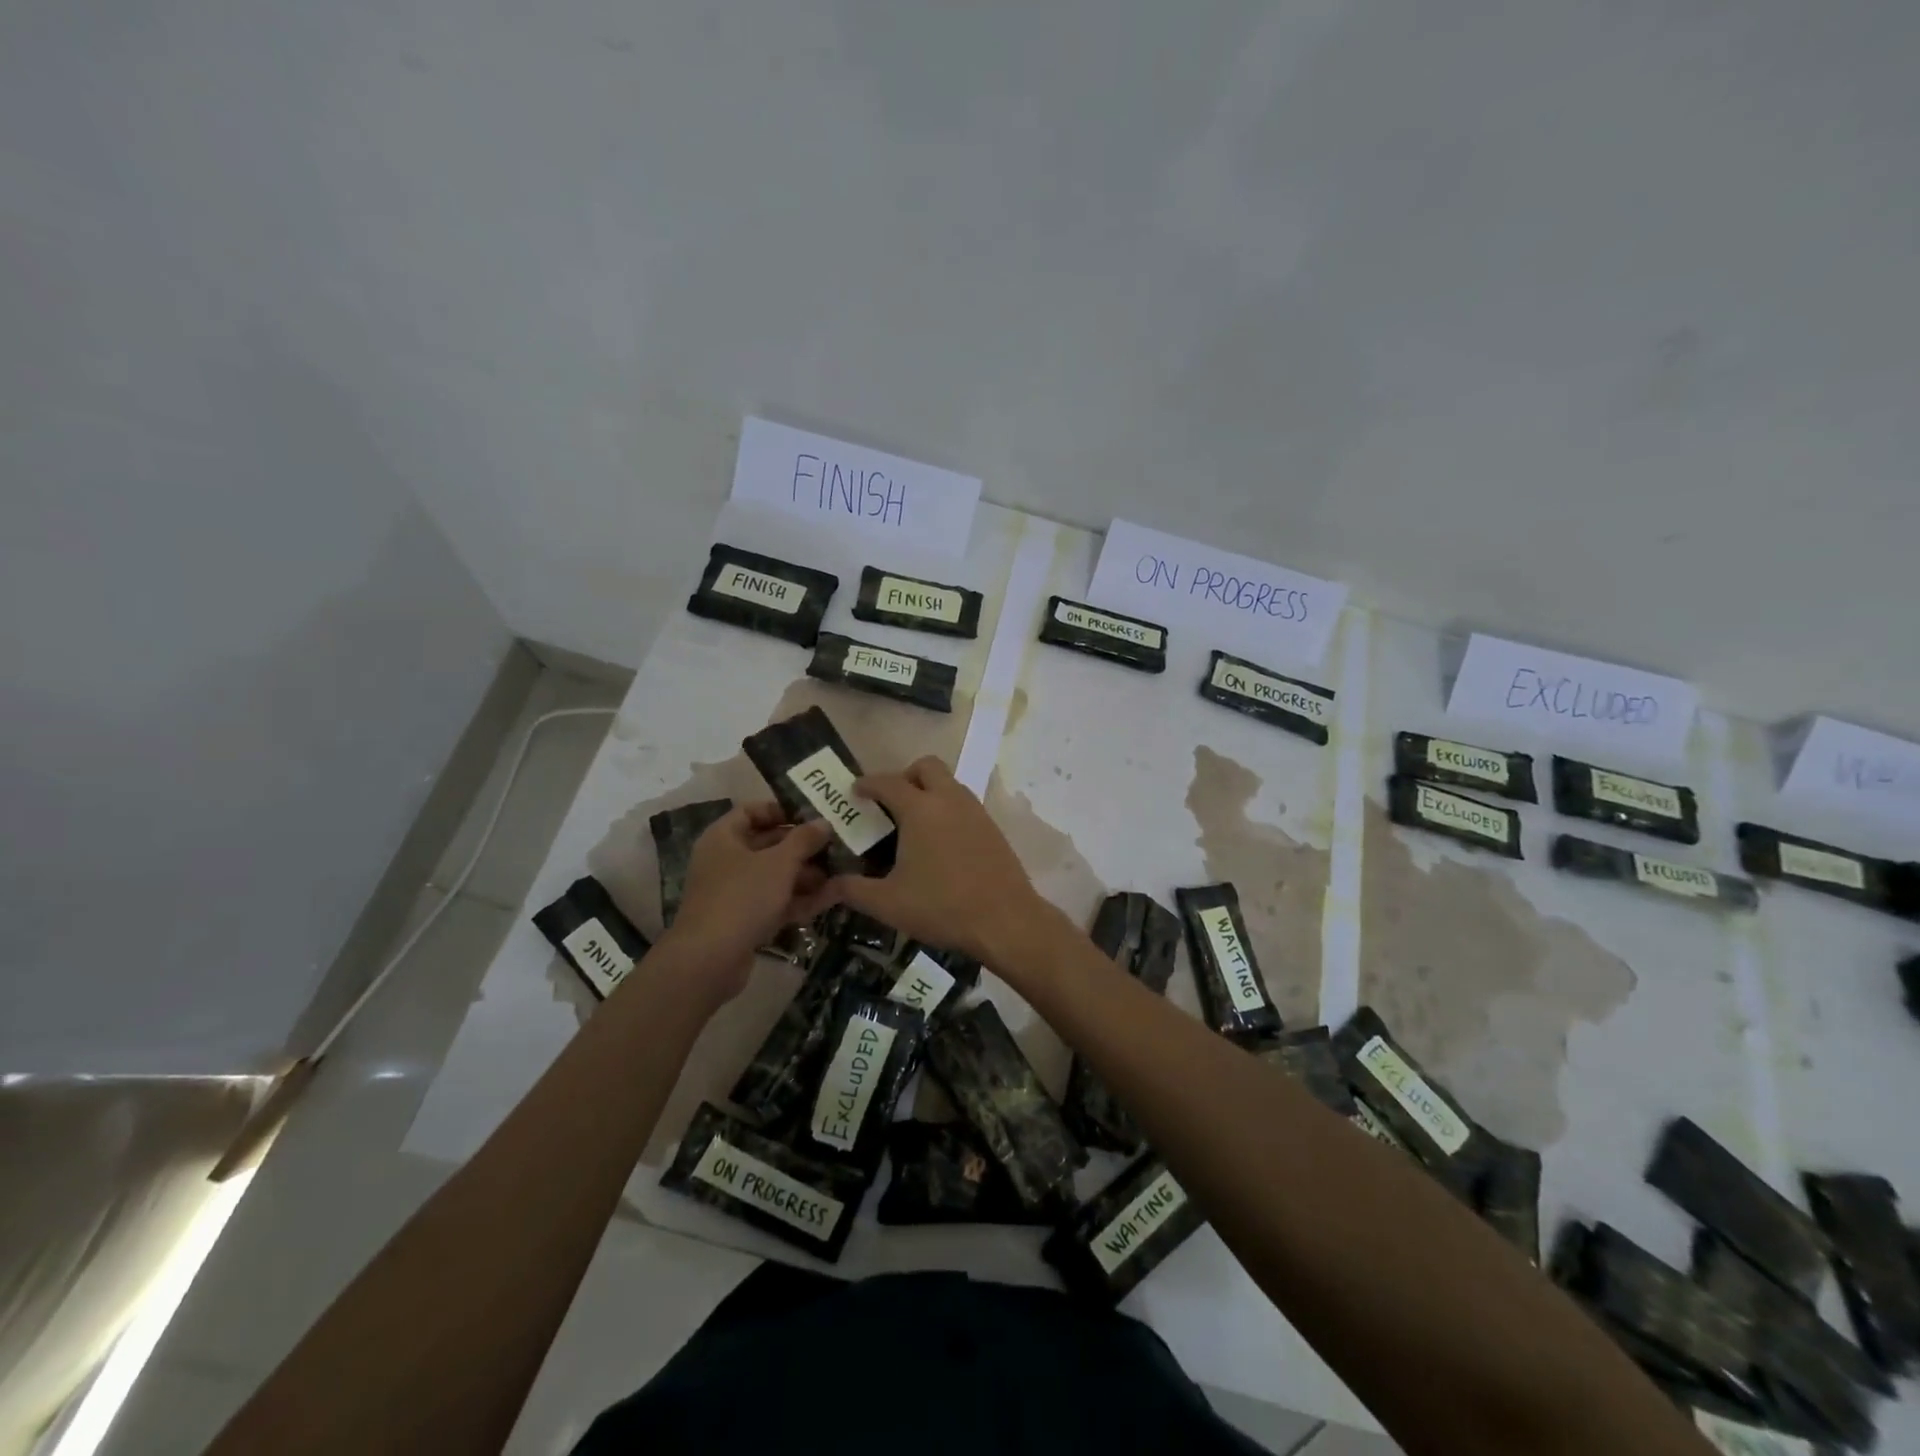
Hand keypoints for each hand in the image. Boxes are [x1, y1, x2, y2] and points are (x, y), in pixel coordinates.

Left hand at [664, 804, 835, 1000]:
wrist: (710, 960)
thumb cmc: (742, 897)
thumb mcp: (779, 863)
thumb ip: (804, 839)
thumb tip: (824, 822)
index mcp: (723, 837)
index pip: (751, 811)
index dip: (781, 810)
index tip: (812, 814)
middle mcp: (725, 861)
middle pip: (767, 844)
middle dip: (802, 846)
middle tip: (836, 843)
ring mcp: (734, 893)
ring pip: (774, 876)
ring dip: (806, 874)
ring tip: (842, 870)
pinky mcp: (744, 921)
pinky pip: (775, 901)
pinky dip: (800, 898)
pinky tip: (833, 896)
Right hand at [826, 757, 1054, 965]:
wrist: (1005, 920)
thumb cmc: (942, 906)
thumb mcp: (888, 903)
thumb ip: (853, 890)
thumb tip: (829, 884)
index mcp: (920, 809)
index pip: (887, 782)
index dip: (867, 783)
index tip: (855, 792)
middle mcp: (949, 800)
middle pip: (926, 766)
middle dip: (905, 776)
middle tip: (891, 804)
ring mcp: (975, 811)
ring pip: (949, 783)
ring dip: (929, 792)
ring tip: (914, 825)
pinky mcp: (992, 828)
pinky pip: (964, 804)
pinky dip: (948, 810)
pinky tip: (941, 844)